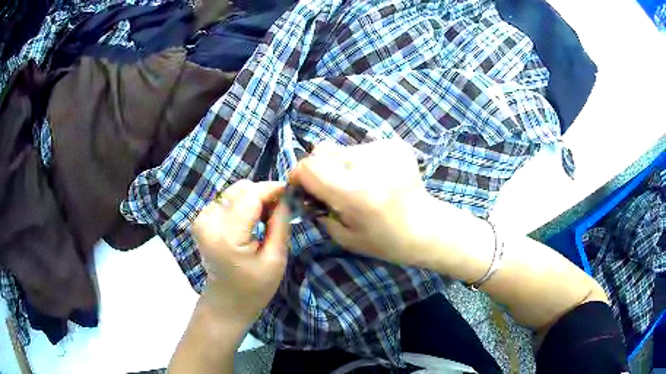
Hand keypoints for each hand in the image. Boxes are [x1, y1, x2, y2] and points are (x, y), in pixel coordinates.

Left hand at [191, 180, 289, 327]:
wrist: (227, 301)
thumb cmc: (255, 287)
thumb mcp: (276, 259)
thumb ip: (280, 223)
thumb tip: (286, 196)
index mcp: (227, 236)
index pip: (251, 195)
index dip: (272, 189)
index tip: (291, 193)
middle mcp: (209, 222)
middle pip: (241, 189)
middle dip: (263, 194)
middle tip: (279, 210)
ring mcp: (202, 219)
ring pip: (234, 191)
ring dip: (253, 199)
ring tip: (264, 218)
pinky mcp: (201, 219)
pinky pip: (226, 199)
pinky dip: (242, 204)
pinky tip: (249, 221)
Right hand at [290, 140, 438, 266]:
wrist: (426, 228)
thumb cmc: (385, 241)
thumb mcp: (344, 237)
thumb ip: (318, 211)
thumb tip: (304, 191)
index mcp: (354, 193)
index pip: (309, 166)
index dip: (299, 175)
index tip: (303, 187)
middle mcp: (367, 166)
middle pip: (322, 150)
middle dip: (319, 168)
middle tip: (332, 187)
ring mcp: (384, 151)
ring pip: (343, 148)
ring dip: (341, 164)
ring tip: (360, 184)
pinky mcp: (395, 145)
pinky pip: (362, 147)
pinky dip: (361, 161)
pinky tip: (376, 178)